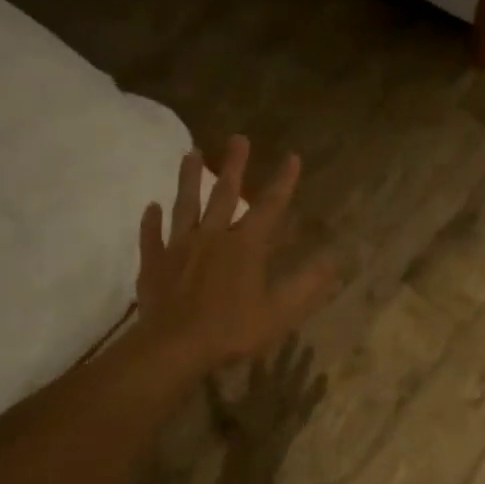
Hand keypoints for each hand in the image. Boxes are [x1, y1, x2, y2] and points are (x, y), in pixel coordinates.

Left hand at [134, 136, 337, 371]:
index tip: (292, 156)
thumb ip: (307, 285)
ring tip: (190, 153)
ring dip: (189, 179)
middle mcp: (212, 237)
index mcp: (245, 246)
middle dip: (234, 165)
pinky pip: (152, 237)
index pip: (269, 207)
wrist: (175, 346)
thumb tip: (334, 261)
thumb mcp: (279, 312)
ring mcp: (179, 248)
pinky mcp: (154, 263)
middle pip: (224, 194)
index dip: (283, 182)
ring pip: (185, 205)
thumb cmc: (231, 330)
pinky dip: (151, 222)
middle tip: (238, 138)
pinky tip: (150, 207)